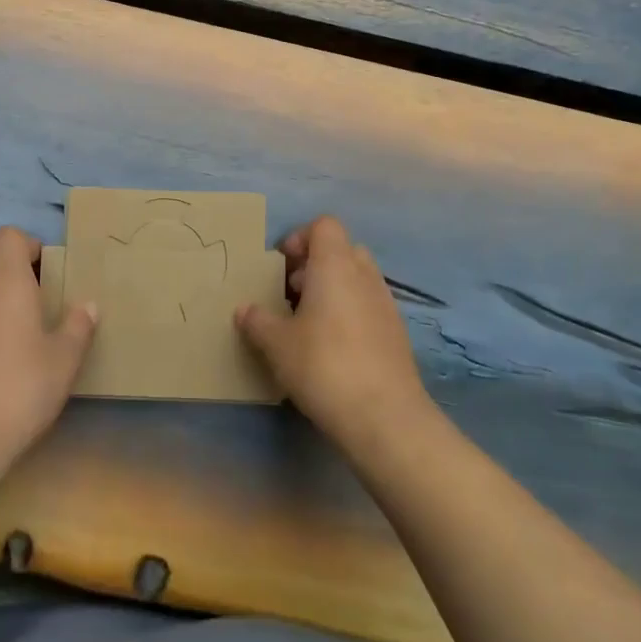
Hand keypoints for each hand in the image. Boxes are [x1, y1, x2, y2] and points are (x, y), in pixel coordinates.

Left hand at [0, 226, 97, 479]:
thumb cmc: (19, 389)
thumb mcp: (64, 360)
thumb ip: (78, 327)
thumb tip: (88, 305)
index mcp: (5, 280)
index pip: (8, 236)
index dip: (29, 245)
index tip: (49, 272)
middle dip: (8, 264)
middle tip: (35, 294)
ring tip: (19, 325)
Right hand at [235, 216, 431, 452]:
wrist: (384, 416)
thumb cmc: (323, 365)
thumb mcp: (277, 344)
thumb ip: (258, 321)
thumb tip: (244, 310)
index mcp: (335, 265)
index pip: (324, 225)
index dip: (300, 238)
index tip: (281, 266)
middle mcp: (364, 275)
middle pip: (341, 249)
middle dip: (315, 264)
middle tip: (291, 292)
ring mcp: (385, 303)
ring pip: (357, 278)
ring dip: (332, 289)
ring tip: (308, 322)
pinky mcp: (396, 332)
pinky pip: (368, 305)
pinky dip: (349, 312)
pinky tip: (332, 347)